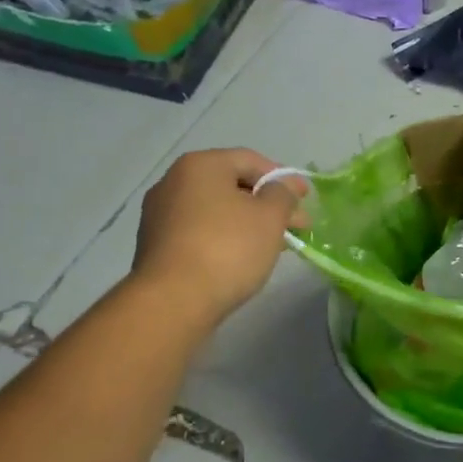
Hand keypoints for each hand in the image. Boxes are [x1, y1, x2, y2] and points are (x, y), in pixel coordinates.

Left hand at [131, 148, 309, 326]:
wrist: (173, 301)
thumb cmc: (228, 248)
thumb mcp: (269, 218)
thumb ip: (283, 194)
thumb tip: (287, 184)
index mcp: (200, 165)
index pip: (250, 160)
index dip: (283, 178)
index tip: (306, 199)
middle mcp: (173, 181)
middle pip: (231, 185)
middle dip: (268, 204)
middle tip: (296, 227)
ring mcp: (160, 214)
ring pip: (216, 210)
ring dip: (248, 222)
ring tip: (274, 246)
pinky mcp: (156, 245)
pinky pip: (199, 231)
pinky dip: (224, 238)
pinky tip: (242, 258)